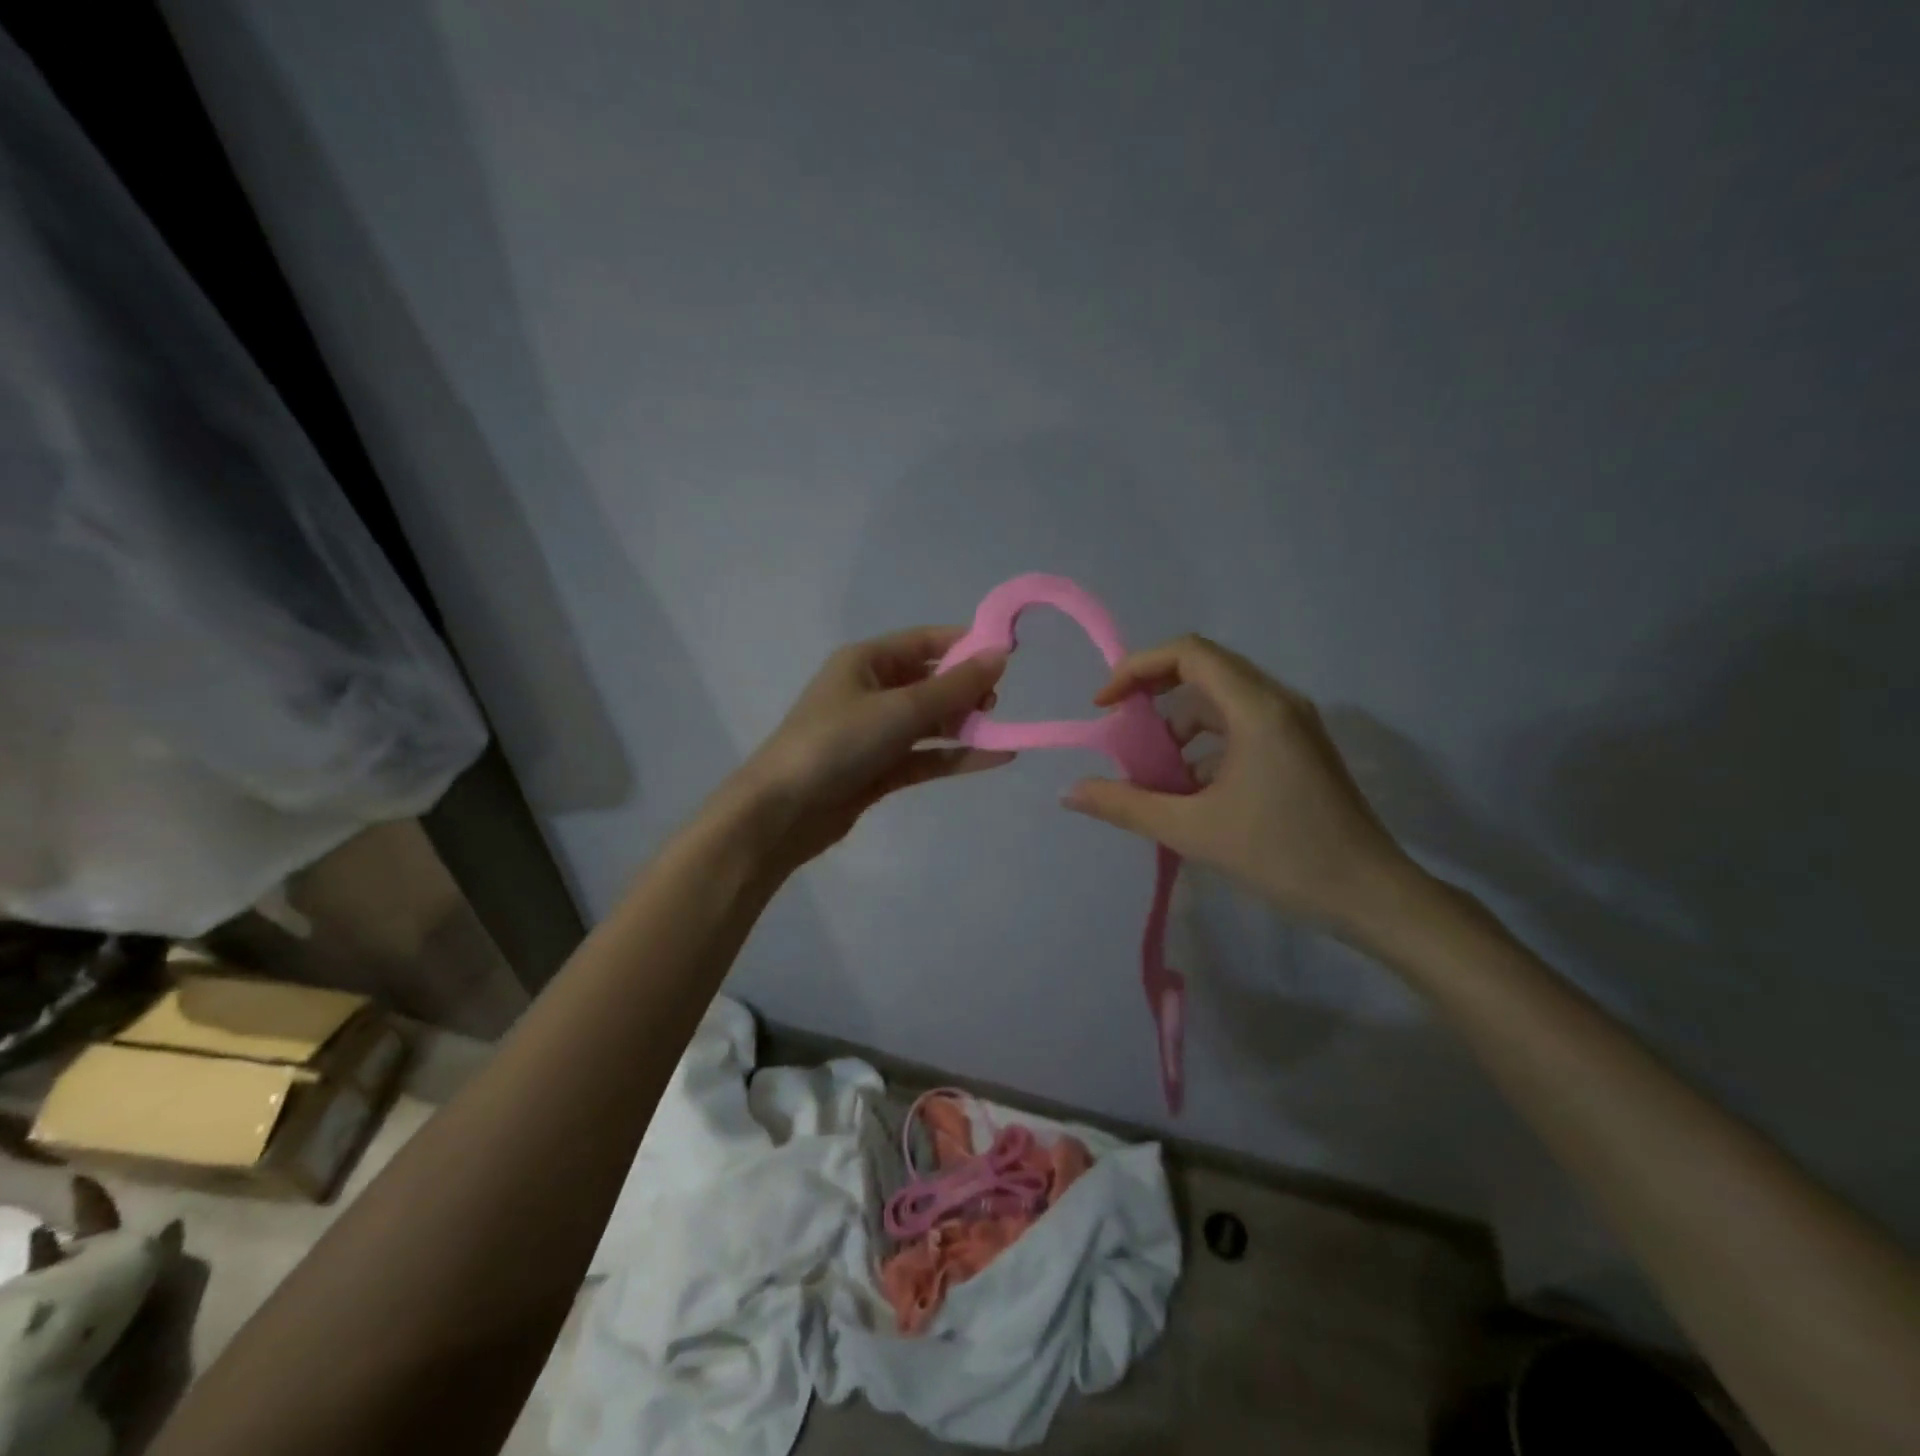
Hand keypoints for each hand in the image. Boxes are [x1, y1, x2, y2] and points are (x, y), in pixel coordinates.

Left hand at [729, 627, 1010, 870]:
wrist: (784, 810)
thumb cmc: (839, 742)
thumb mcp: (900, 708)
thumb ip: (954, 686)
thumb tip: (1000, 655)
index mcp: (867, 661)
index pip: (925, 641)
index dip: (965, 644)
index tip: (1007, 654)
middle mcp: (871, 691)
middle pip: (930, 682)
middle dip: (966, 690)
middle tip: (995, 704)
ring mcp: (875, 732)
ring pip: (930, 721)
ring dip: (964, 725)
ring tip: (1002, 731)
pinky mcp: (880, 769)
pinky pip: (926, 755)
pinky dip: (956, 756)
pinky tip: (995, 758)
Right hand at [1062, 634, 1414, 935]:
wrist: (1370, 895)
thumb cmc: (1282, 856)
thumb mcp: (1192, 831)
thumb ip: (1125, 805)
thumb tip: (1069, 792)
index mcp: (1256, 708)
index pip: (1188, 653)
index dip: (1137, 668)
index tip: (1105, 706)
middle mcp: (1278, 701)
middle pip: (1205, 668)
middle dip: (1153, 690)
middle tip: (1120, 726)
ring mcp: (1294, 723)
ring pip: (1222, 698)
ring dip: (1179, 720)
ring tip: (1151, 763)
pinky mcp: (1299, 747)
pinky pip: (1241, 723)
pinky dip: (1205, 740)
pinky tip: (1189, 785)